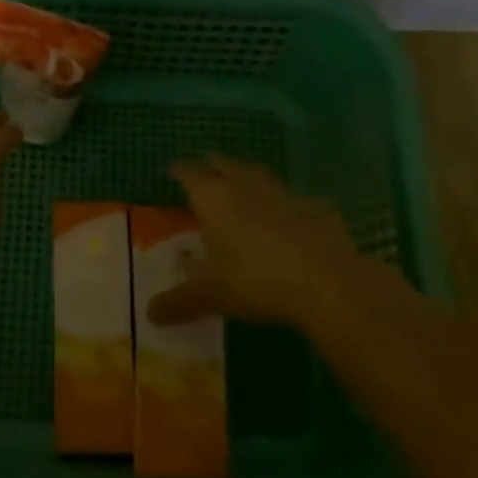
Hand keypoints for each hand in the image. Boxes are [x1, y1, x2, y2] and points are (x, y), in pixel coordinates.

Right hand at [148, 155, 415, 330]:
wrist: (327, 281)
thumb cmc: (256, 281)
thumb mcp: (211, 296)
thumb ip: (178, 302)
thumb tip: (150, 314)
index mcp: (213, 198)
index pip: (188, 174)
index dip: (179, 171)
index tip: (173, 171)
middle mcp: (244, 184)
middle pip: (223, 163)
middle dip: (212, 166)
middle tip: (205, 174)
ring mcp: (282, 191)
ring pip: (257, 174)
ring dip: (246, 179)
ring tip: (241, 189)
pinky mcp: (315, 205)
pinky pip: (291, 198)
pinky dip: (282, 204)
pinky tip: (285, 220)